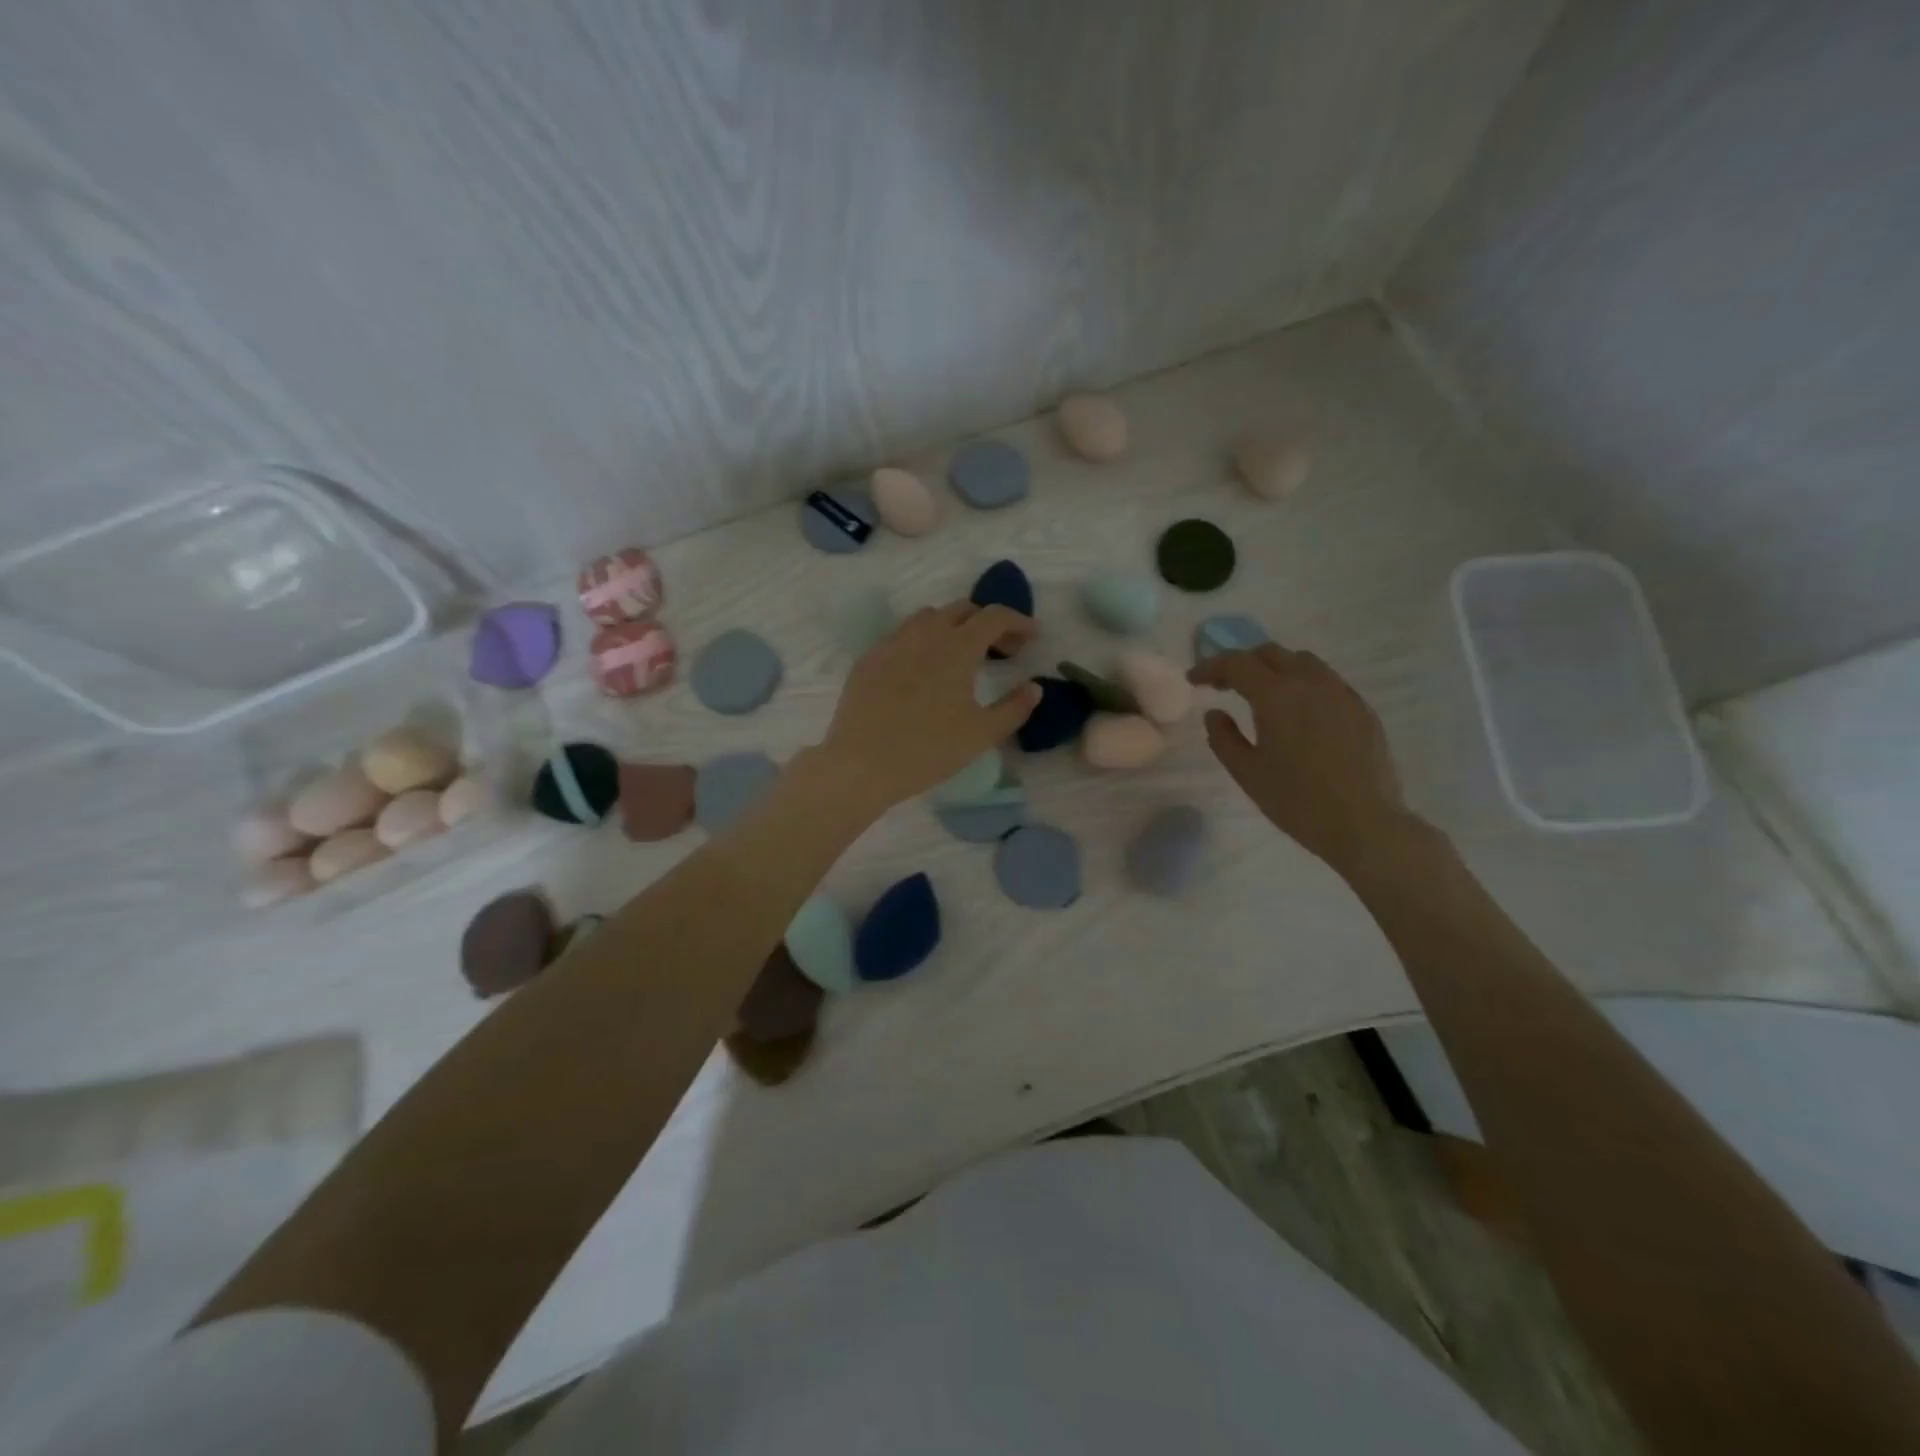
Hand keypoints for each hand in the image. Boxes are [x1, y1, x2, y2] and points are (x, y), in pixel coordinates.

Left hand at [819, 602, 1040, 813]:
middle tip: (1000, 650)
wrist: (861, 764)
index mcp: (957, 647)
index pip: (994, 616)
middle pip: (961, 609)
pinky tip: (922, 670)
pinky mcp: (868, 658)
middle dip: (987, 622)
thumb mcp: (982, 734)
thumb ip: (1015, 707)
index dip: (1019, 621)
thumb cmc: (929, 750)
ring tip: (960, 656)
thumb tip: (1034, 687)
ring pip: (928, 618)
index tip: (1032, 636)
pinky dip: (922, 641)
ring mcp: (892, 643)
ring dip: (952, 627)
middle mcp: (925, 634)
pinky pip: (901, 636)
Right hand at [1189, 645, 1412, 876]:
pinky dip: (1301, 683)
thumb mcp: (1247, 773)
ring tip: (1262, 694)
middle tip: (1224, 686)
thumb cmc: (1297, 801)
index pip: (1236, 663)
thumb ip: (1223, 738)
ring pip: (1302, 661)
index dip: (1210, 667)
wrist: (1364, 823)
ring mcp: (1341, 692)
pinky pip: (1325, 680)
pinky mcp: (1361, 707)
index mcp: (1277, 695)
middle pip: (1270, 653)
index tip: (1194, 680)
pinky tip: (1297, 711)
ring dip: (1274, 668)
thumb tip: (1215, 713)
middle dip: (1242, 663)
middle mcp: (1310, 682)